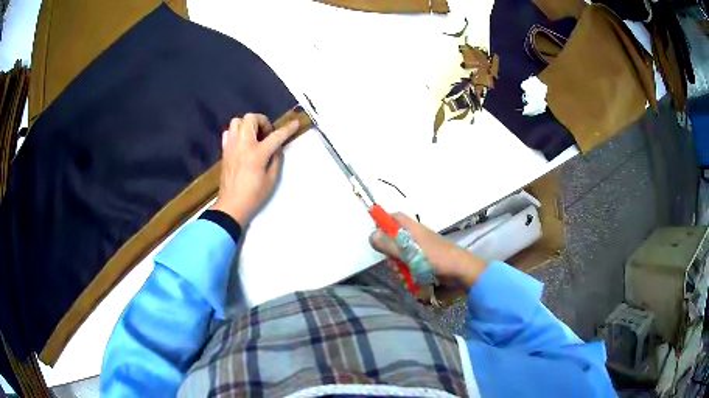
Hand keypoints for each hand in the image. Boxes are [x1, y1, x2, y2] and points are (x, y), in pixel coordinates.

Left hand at [211, 113, 299, 225]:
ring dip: (247, 124)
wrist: (231, 206)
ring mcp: (231, 146)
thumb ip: (276, 159)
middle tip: (267, 134)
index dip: (288, 128)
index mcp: (257, 153)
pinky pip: (228, 133)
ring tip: (253, 136)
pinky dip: (236, 133)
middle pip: (251, 118)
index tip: (296, 123)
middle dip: (262, 121)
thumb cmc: (254, 196)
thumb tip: (276, 148)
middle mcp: (243, 145)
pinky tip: (242, 143)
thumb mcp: (272, 179)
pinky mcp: (224, 151)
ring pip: (237, 121)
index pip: (276, 136)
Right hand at [369, 213, 486, 287]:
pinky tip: (412, 282)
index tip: (376, 236)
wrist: (461, 272)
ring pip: (402, 257)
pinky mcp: (427, 263)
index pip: (394, 217)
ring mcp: (423, 251)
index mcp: (413, 229)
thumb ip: (389, 244)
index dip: (383, 222)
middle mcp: (417, 237)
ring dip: (400, 267)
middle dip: (391, 254)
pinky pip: (411, 267)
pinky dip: (409, 274)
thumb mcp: (409, 252)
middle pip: (395, 240)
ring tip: (406, 276)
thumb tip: (371, 235)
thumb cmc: (436, 259)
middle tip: (394, 263)